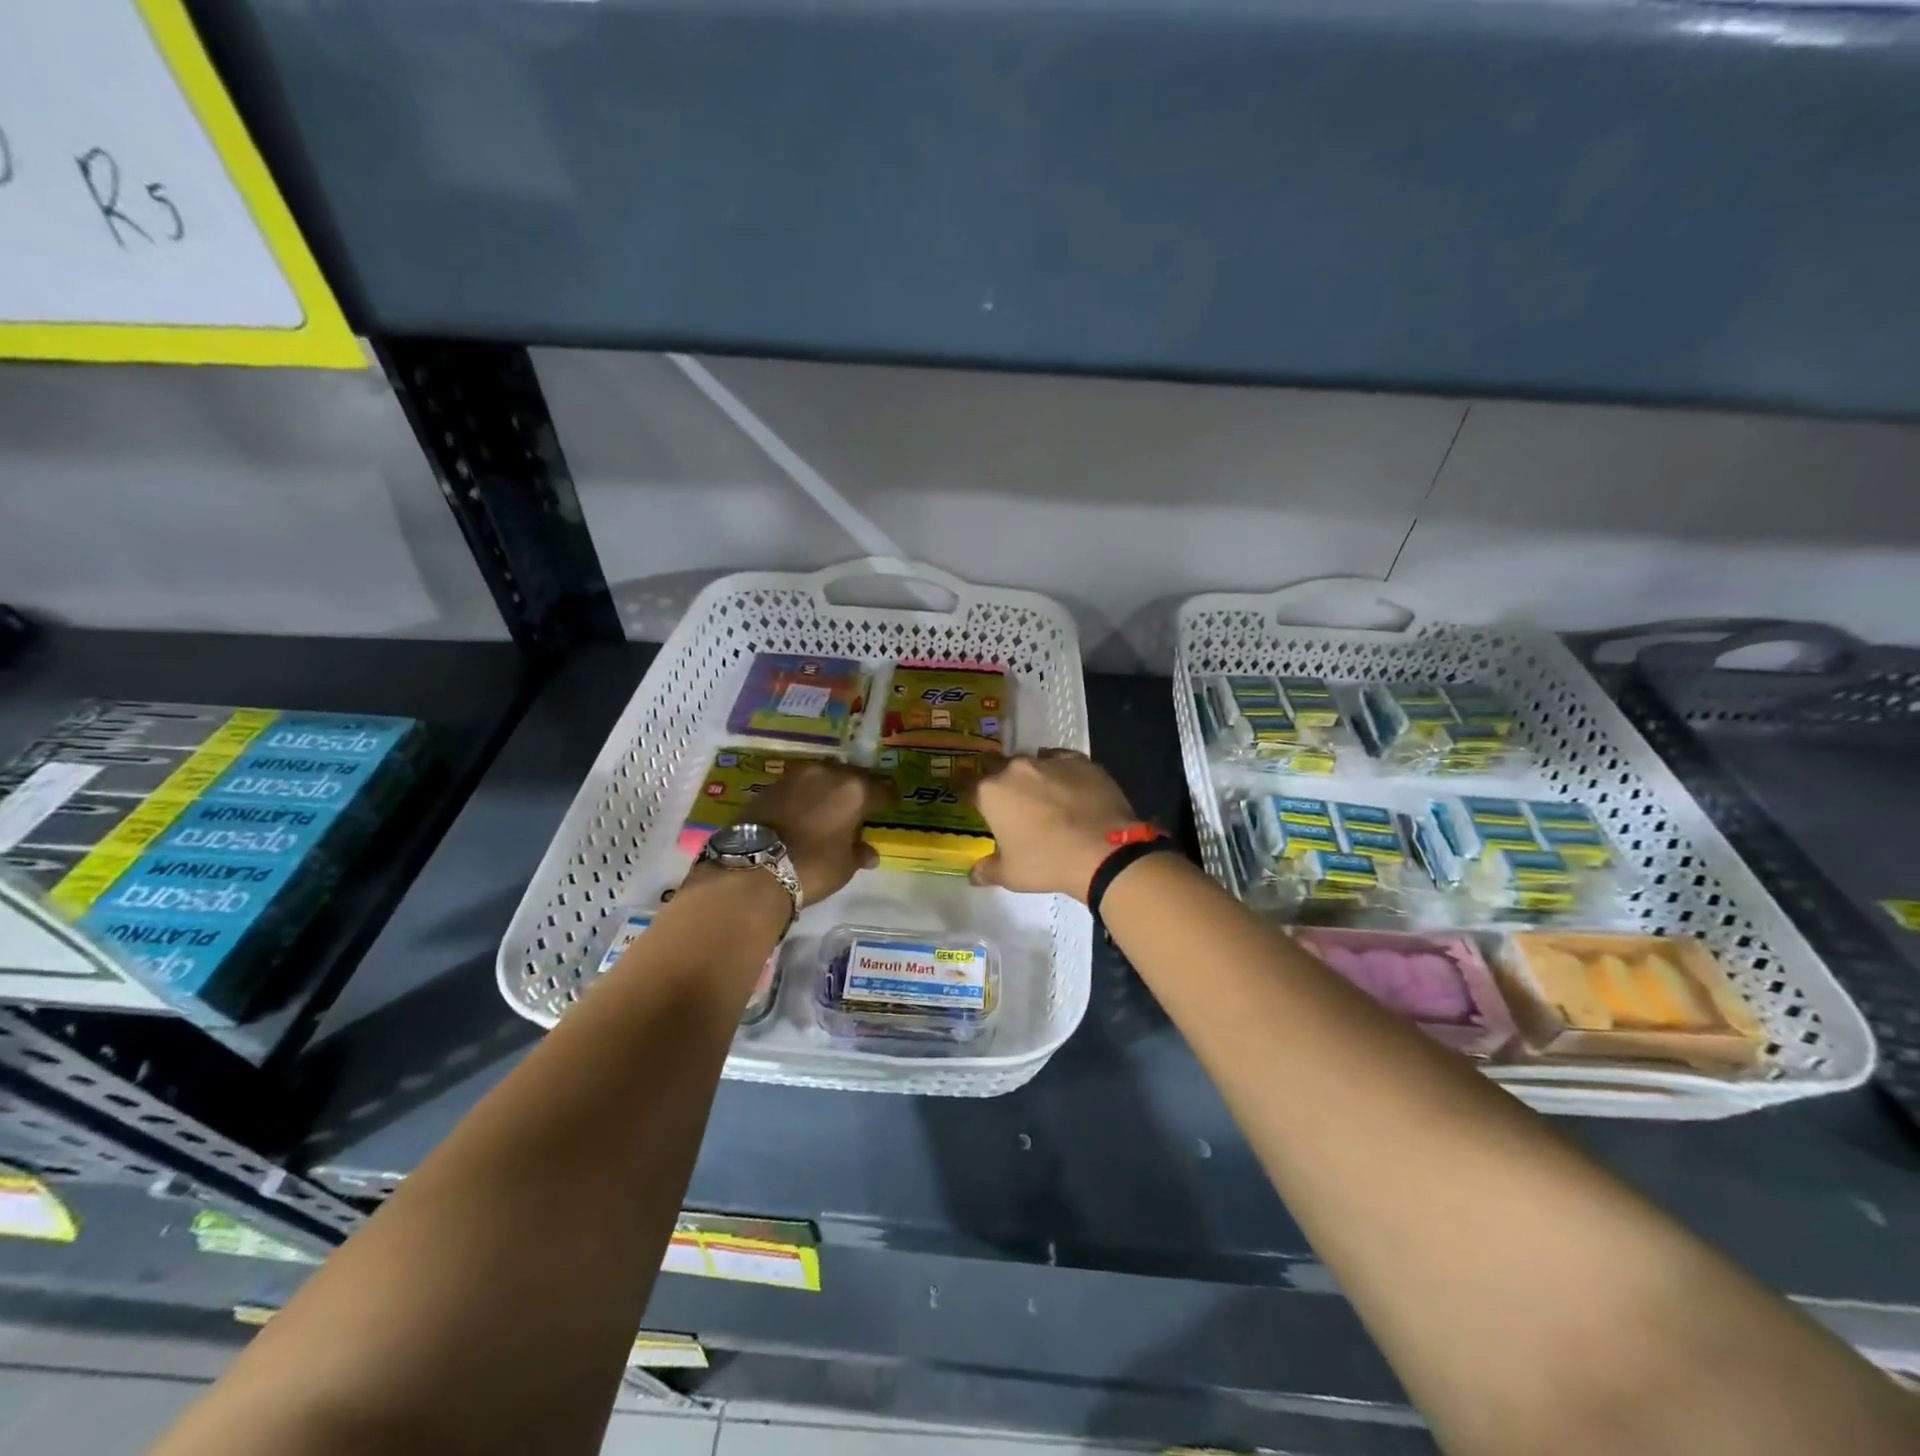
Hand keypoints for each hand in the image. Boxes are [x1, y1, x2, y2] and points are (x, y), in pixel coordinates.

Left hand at [750, 759, 888, 902]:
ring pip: (822, 776)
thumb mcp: (844, 866)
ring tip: (830, 806)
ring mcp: (795, 776)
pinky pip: (798, 786)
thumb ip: (859, 853)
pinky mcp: (770, 785)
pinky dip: (805, 795)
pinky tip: (804, 811)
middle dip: (858, 788)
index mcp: (854, 790)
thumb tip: (869, 853)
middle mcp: (827, 774)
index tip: (890, 805)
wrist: (754, 869)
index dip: (888, 798)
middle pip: (851, 775)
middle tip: (860, 805)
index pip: (882, 789)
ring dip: (829, 788)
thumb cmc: (813, 867)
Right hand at [967, 749, 1140, 900]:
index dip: (969, 795)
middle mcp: (1017, 768)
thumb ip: (987, 870)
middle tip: (1010, 803)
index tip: (974, 805)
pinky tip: (1070, 789)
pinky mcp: (1081, 761)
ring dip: (1032, 777)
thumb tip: (973, 874)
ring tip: (1044, 798)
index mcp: (991, 792)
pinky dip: (1061, 773)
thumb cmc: (1047, 862)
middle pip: (998, 767)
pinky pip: (1063, 762)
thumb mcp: (1010, 875)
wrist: (1104, 851)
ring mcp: (1050, 761)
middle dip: (1000, 781)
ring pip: (1032, 762)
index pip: (967, 785)